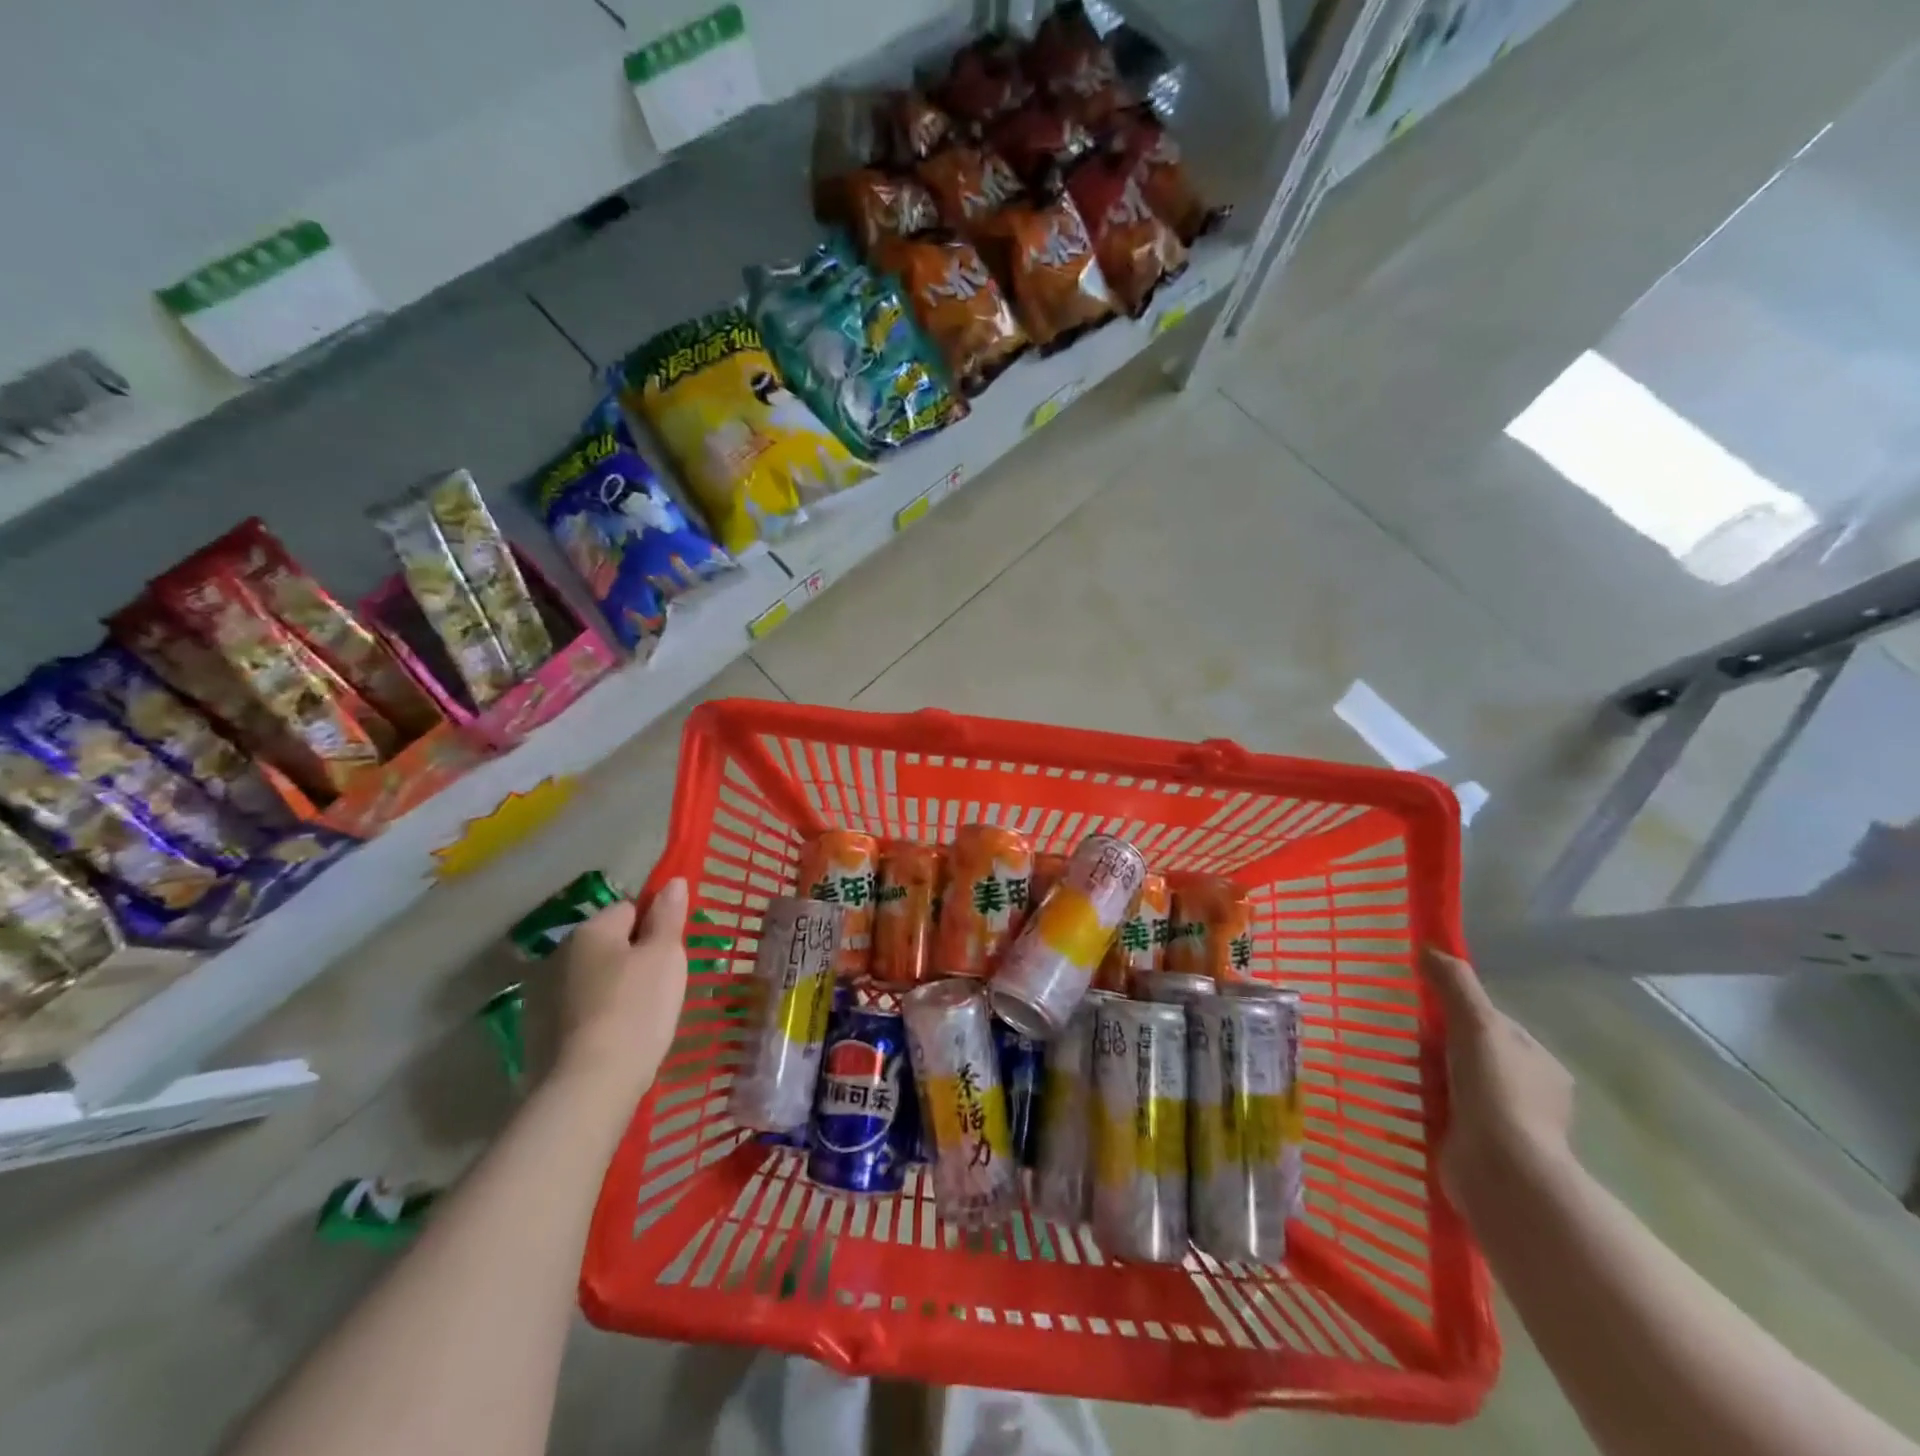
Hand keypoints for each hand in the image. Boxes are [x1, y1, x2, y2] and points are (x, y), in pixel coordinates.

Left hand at [557, 878, 688, 1093]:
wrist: (594, 1083)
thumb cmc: (638, 1007)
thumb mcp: (665, 955)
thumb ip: (668, 915)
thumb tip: (674, 881)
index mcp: (591, 930)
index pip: (631, 908)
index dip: (656, 926)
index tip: (673, 953)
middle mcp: (562, 954)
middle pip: (614, 942)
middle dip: (638, 956)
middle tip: (666, 983)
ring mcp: (550, 994)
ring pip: (601, 976)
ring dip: (621, 985)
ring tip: (647, 1013)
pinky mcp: (547, 1030)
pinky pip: (588, 1006)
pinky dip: (606, 1013)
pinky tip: (623, 1033)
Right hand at [1425, 947, 1574, 1204]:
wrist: (1501, 1173)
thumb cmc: (1496, 1091)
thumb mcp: (1476, 1023)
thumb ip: (1454, 984)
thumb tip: (1426, 947)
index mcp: (1539, 1063)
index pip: (1492, 1025)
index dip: (1457, 1014)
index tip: (1423, 1013)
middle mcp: (1530, 1094)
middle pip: (1470, 1054)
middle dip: (1438, 1049)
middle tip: (1404, 1043)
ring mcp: (1506, 1125)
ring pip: (1456, 1086)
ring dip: (1427, 1080)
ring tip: (1394, 1071)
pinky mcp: (1480, 1150)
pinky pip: (1445, 1116)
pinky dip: (1423, 1109)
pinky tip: (1401, 1102)